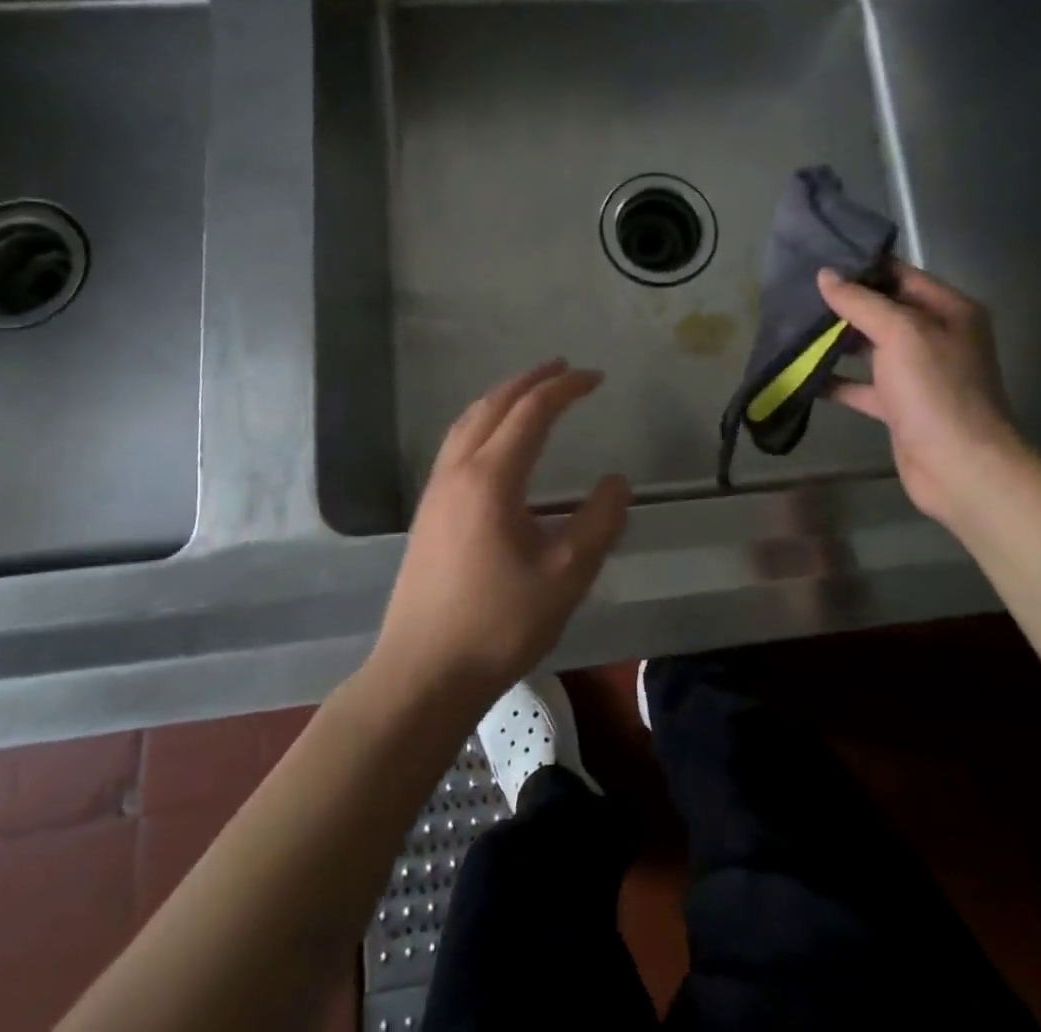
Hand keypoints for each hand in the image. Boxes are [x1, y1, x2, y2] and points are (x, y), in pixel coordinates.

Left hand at [372, 360, 630, 708]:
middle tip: (563, 368)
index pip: (532, 412)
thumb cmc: (499, 624)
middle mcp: (458, 472)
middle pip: (493, 405)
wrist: (423, 673)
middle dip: (530, 380)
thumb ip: (599, 523)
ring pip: (468, 422)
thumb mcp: (565, 575)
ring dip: (501, 398)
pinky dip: (482, 422)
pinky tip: (495, 442)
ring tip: (530, 393)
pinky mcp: (428, 512)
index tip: (595, 378)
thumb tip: (618, 481)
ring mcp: (436, 491)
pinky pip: (456, 444)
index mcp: (491, 478)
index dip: (565, 388)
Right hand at [816, 264, 1026, 529]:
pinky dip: (836, 380)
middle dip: (843, 304)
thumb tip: (826, 275)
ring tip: (793, 326)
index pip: (901, 275)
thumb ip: (861, 302)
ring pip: (870, 348)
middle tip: (797, 293)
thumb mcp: (900, 334)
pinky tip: (803, 373)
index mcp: (949, 310)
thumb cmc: (936, 390)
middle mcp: (936, 337)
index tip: (819, 259)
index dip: (862, 267)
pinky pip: (863, 385)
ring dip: (836, 340)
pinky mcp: (900, 406)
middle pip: (883, 310)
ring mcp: (919, 373)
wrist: (960, 467)